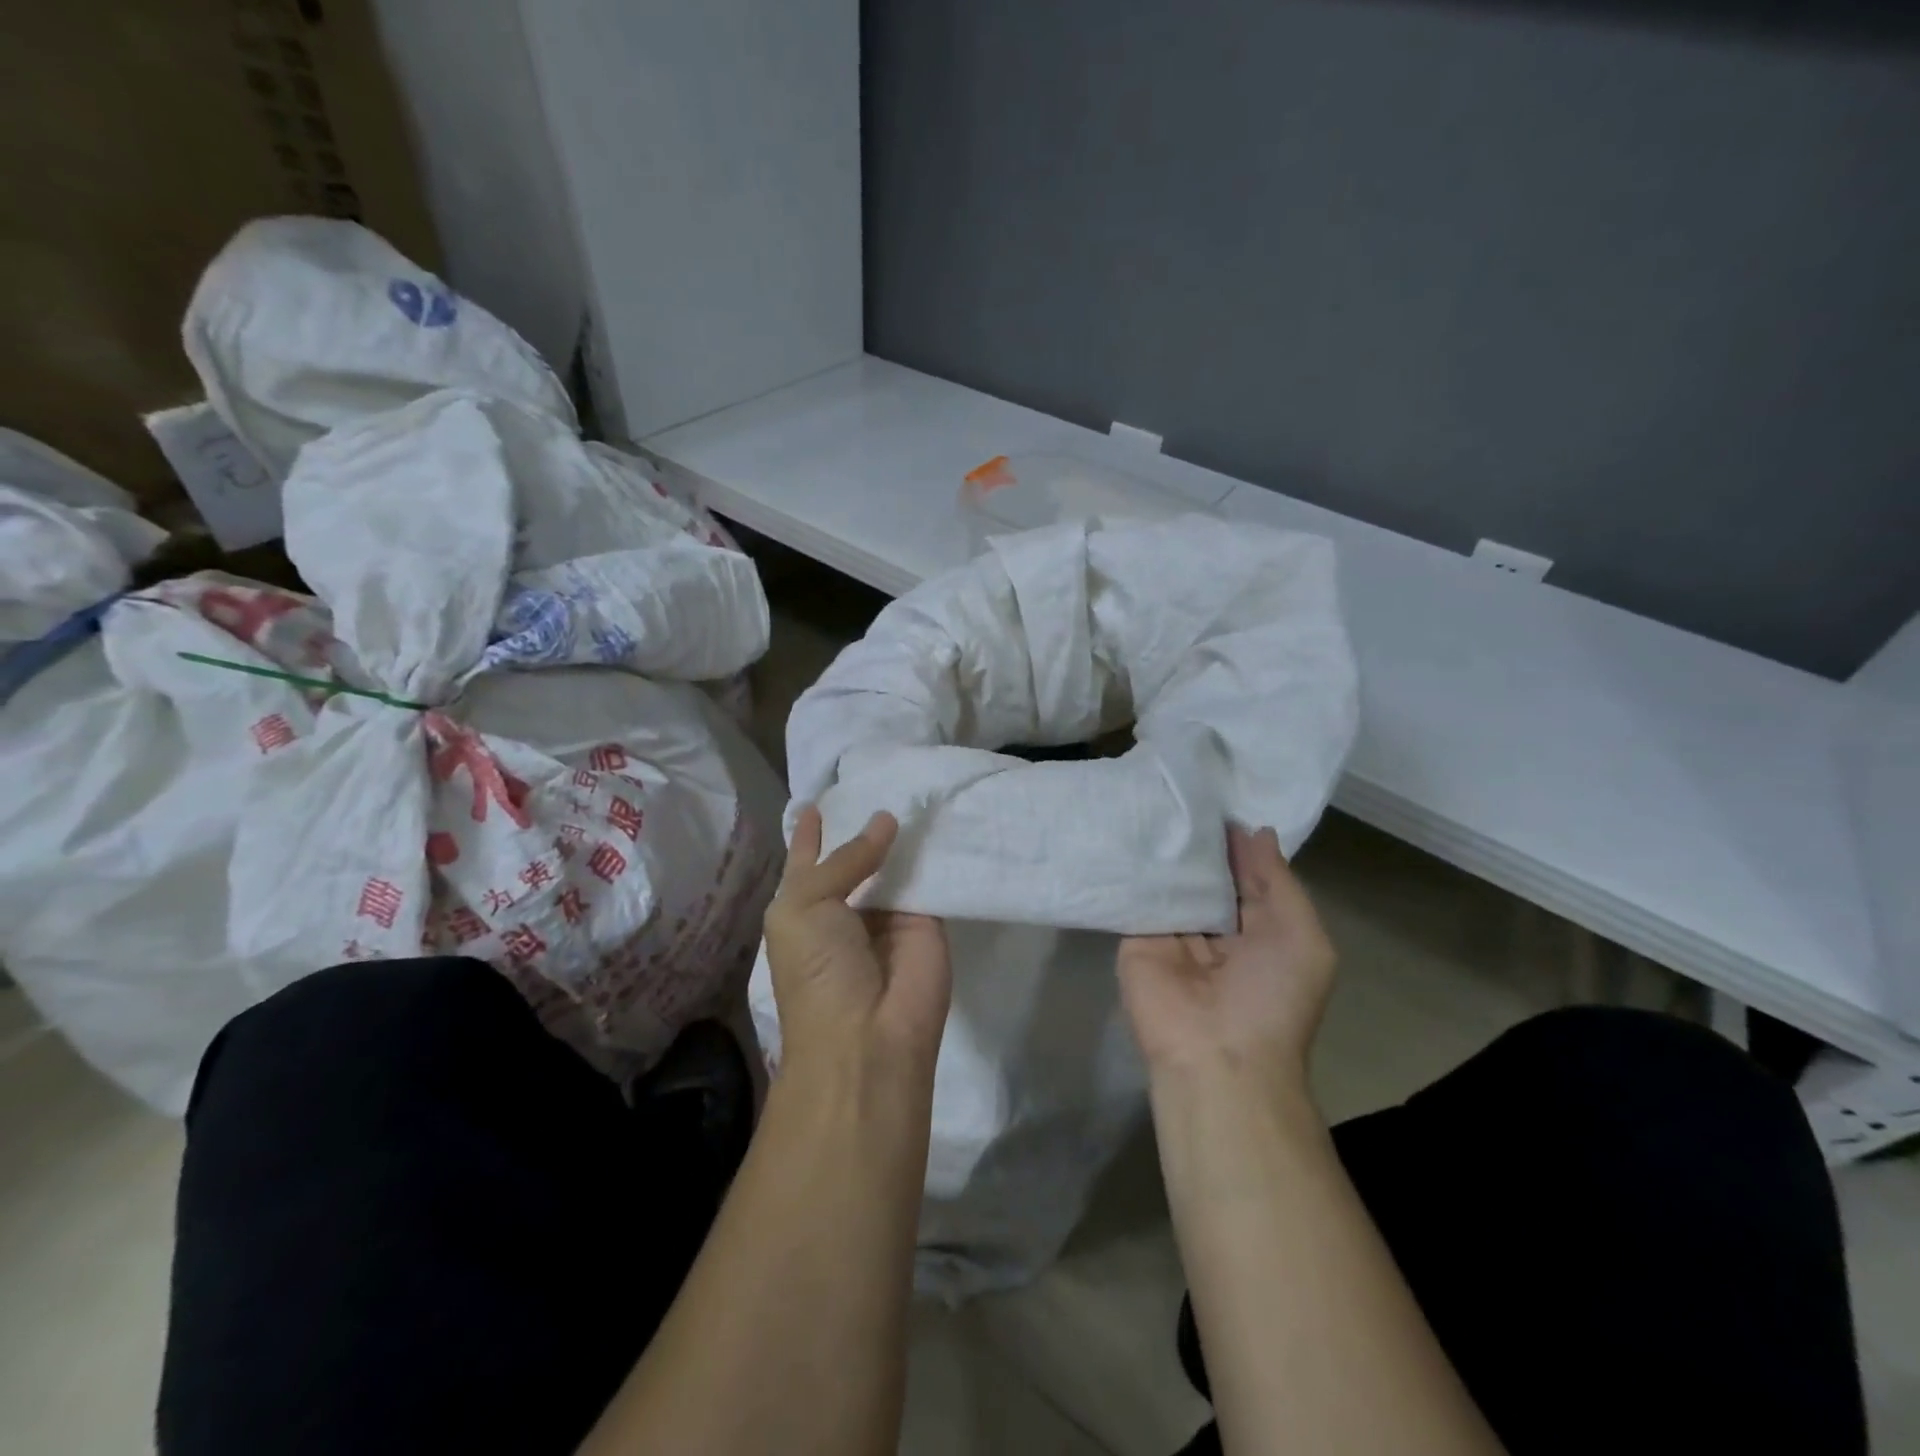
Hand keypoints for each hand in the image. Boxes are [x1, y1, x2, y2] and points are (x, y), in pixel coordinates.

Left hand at [763, 805, 951, 1076]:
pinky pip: (932, 876)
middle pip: (857, 856)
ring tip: (916, 782)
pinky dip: (937, 849)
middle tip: (881, 776)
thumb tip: (885, 820)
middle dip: (865, 823)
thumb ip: (844, 859)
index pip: (808, 859)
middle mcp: (847, 906)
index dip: (810, 832)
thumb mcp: (806, 905)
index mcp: (805, 907)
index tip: (817, 798)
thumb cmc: (818, 969)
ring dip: (904, 831)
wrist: (868, 1036)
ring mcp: (890, 912)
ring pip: (896, 862)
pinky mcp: (930, 919)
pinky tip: (944, 810)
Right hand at [1117, 824, 1334, 1099]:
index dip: (1239, 842)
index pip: (1248, 875)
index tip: (1219, 798)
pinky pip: (1137, 897)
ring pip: (1171, 882)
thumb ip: (1279, 883)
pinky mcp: (1135, 937)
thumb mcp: (1302, 939)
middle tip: (1181, 790)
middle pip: (1206, 875)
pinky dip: (1135, 869)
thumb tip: (1258, 832)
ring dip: (1166, 850)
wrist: (1216, 1056)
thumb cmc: (1272, 998)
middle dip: (1198, 841)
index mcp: (1261, 930)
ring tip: (1153, 798)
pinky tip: (1128, 829)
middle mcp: (1216, 928)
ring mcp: (1173, 932)